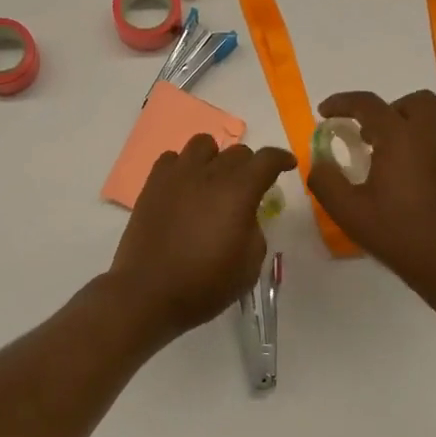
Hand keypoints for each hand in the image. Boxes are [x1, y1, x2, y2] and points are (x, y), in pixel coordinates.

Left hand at [107, 135, 296, 345]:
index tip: (288, 165)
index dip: (281, 159)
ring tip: (213, 181)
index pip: (266, 160)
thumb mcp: (248, 265)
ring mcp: (177, 176)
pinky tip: (184, 188)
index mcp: (238, 191)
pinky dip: (183, 167)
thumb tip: (244, 216)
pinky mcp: (152, 185)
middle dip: (249, 166)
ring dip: (214, 158)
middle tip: (248, 189)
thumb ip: (254, 231)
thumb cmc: (204, 284)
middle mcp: (208, 174)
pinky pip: (171, 158)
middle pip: (236, 151)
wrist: (148, 292)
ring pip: (202, 144)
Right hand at [306, 90, 435, 294]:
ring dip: (402, 128)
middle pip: (414, 102)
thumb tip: (319, 163)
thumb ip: (326, 181)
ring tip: (380, 157)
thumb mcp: (348, 211)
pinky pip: (435, 145)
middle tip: (366, 133)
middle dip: (387, 108)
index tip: (324, 112)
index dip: (342, 102)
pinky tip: (401, 180)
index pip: (369, 104)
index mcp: (400, 139)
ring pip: (428, 122)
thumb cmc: (397, 234)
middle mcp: (428, 138)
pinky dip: (415, 148)